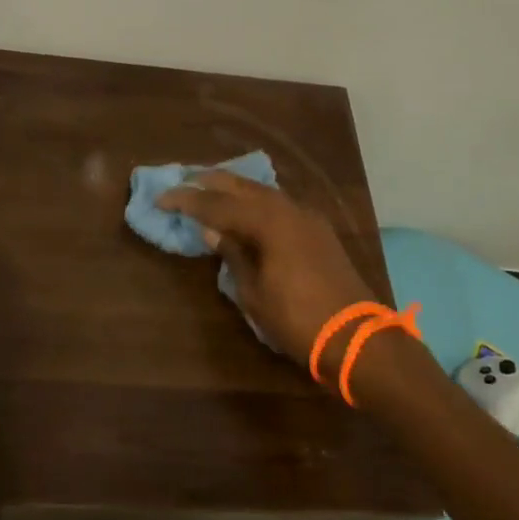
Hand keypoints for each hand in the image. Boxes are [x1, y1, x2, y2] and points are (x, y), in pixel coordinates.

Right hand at [159, 172, 372, 371]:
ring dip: (235, 189)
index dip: (187, 200)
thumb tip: (212, 231)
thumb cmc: (298, 320)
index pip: (217, 204)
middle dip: (211, 182)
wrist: (357, 339)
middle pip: (243, 186)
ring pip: (264, 192)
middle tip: (184, 180)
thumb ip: (233, 255)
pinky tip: (246, 209)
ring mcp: (308, 218)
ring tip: (210, 189)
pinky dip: (256, 202)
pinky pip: (280, 205)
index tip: (161, 198)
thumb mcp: (254, 292)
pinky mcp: (319, 231)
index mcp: (268, 222)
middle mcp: (289, 210)